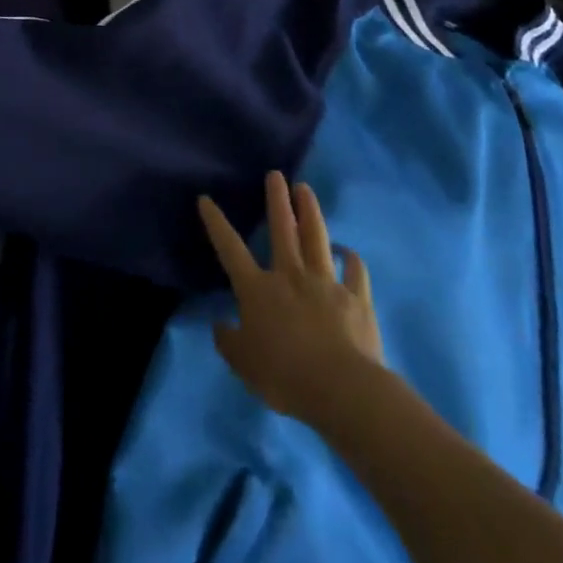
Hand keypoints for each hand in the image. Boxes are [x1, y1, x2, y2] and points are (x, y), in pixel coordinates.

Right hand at [198, 170, 383, 425]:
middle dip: (276, 200)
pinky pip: (355, 272)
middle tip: (276, 174)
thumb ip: (228, 341)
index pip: (230, 248)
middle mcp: (290, 275)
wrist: (341, 388)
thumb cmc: (283, 375)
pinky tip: (349, 251)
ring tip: (305, 189)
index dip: (216, 223)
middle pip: (282, 229)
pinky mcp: (356, 299)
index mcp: (257, 289)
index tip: (206, 199)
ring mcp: (326, 283)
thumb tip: (220, 324)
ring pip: (316, 238)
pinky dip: (352, 259)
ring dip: (310, 211)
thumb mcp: (243, 364)